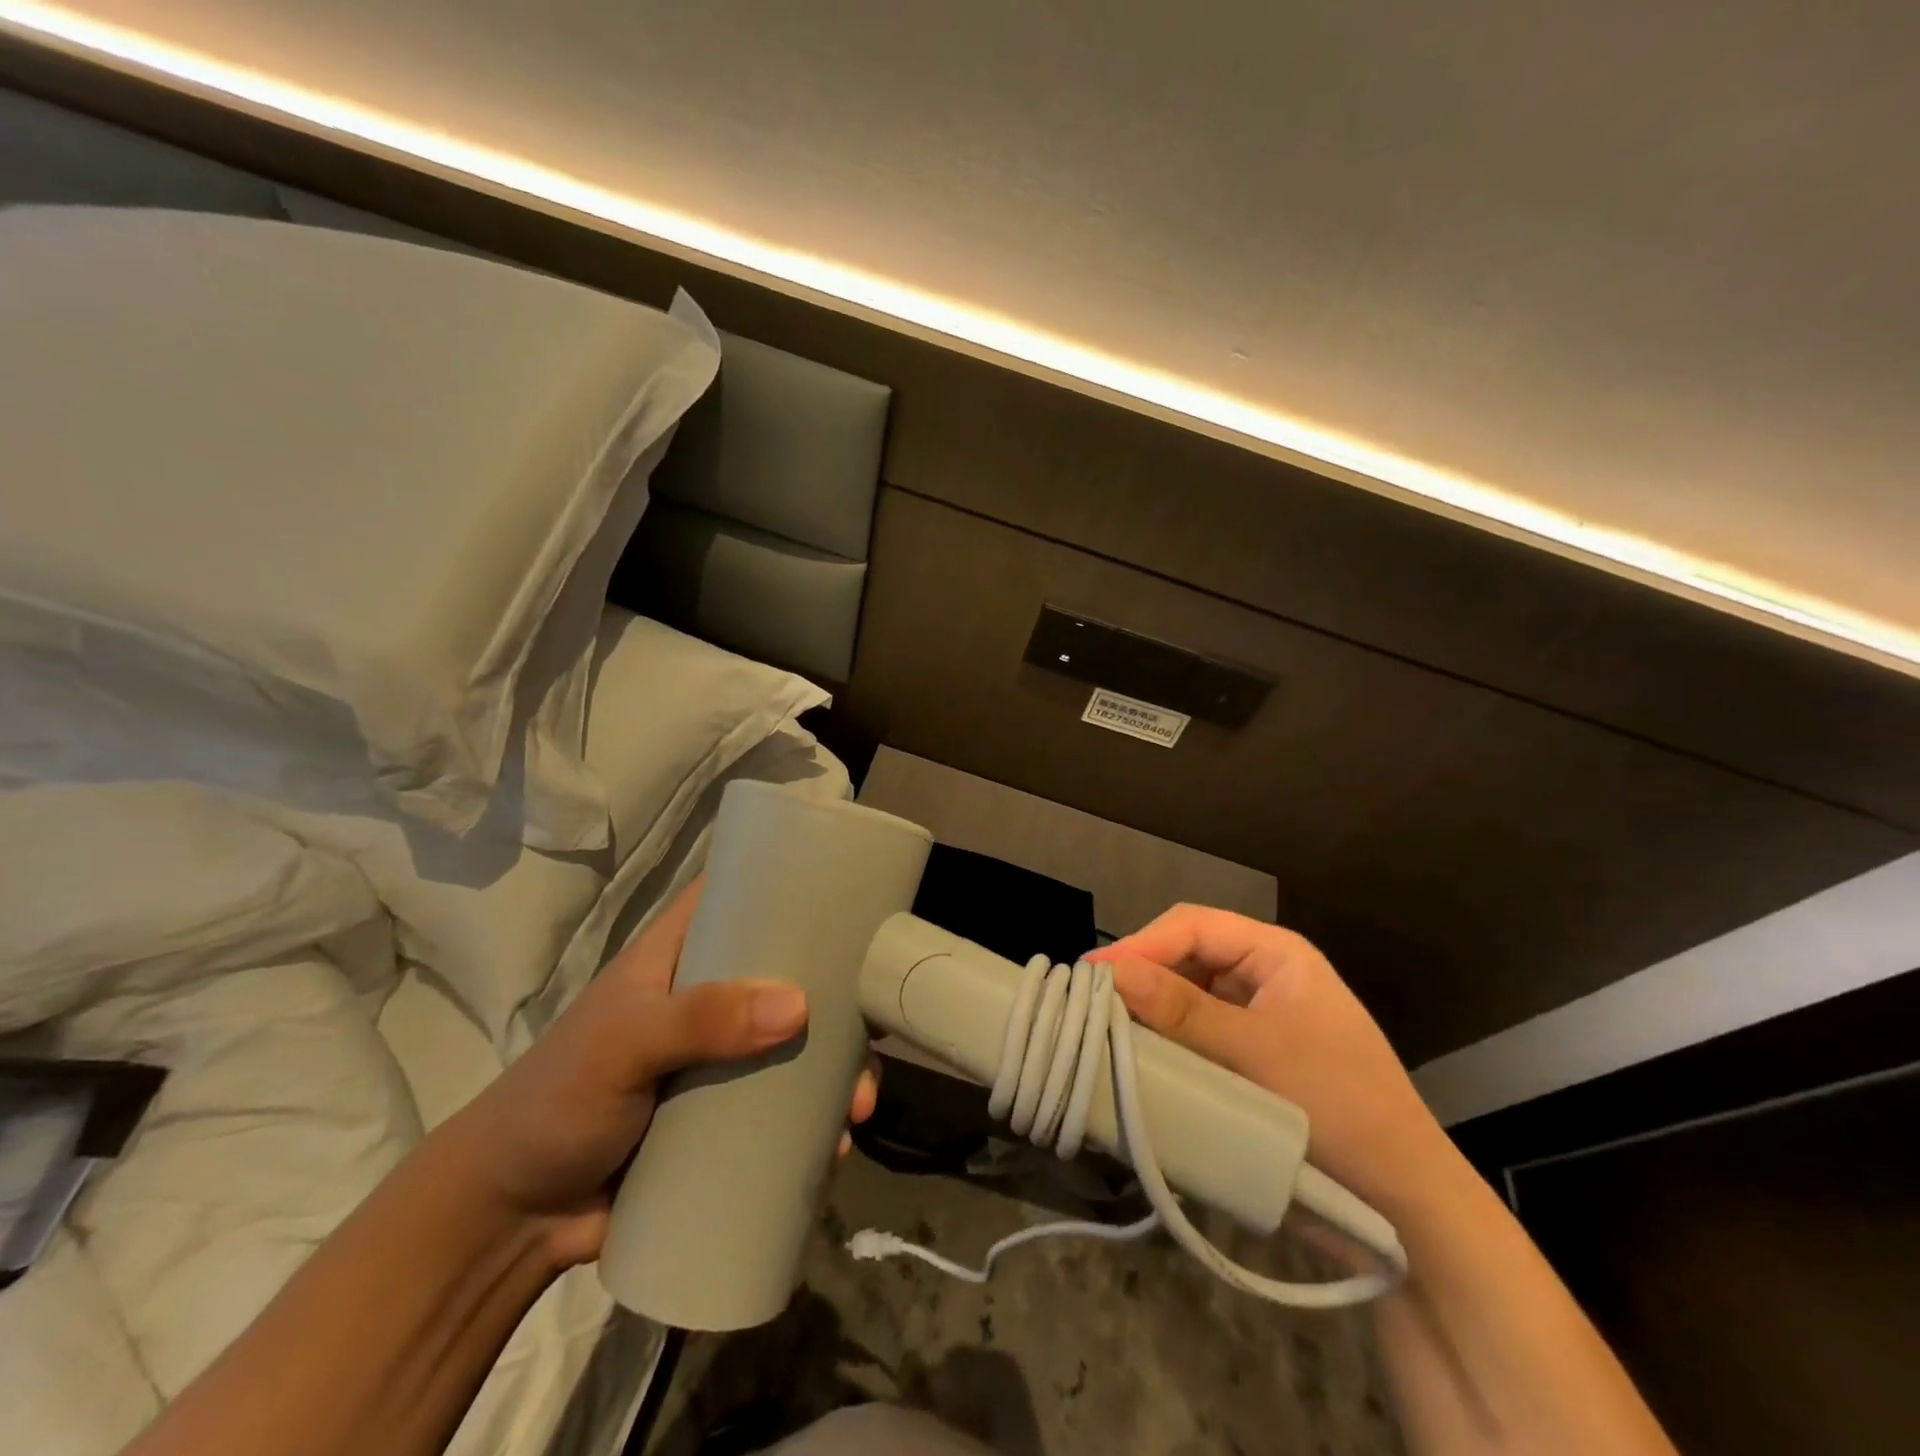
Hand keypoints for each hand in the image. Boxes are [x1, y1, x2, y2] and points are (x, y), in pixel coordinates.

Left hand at [440, 882, 878, 1267]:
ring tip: (860, 1107)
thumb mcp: (624, 1044)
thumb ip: (700, 1019)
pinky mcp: (727, 1116)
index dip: (799, 888)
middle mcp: (714, 995)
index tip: (857, 900)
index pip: (746, 896)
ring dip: (839, 1069)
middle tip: (874, 1030)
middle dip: (841, 997)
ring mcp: (724, 1057)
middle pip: (793, 974)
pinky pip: (787, 1106)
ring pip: (799, 1044)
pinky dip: (818, 1120)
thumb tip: (799, 1005)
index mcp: (685, 954)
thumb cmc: (557, 1100)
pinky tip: (839, 1142)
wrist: (511, 1219)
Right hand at [1088, 904, 1446, 1215]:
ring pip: (1185, 998)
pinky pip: (1194, 1036)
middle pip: (1185, 957)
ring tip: (1106, 1029)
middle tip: (1093, 1005)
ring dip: (1150, 1012)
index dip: (1141, 944)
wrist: (1404, 1205)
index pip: (1193, 926)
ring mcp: (1253, 1018)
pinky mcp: (1246, 1058)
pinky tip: (1139, 1058)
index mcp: (1275, 953)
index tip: (1094, 976)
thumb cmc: (1341, 1106)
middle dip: (1142, 976)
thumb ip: (1183, 1010)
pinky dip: (1165, 1043)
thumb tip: (1112, 971)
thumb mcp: (1257, 1052)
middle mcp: (1261, 975)